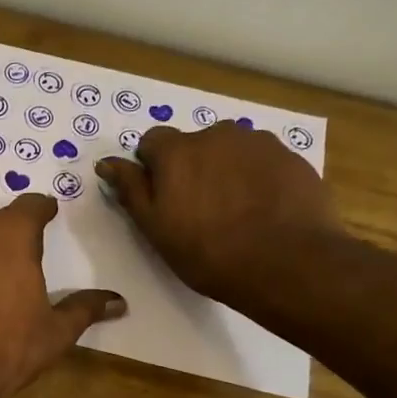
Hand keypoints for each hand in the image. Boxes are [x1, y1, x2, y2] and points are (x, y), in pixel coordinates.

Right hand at [96, 124, 339, 309]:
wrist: (285, 262)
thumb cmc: (207, 252)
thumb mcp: (156, 228)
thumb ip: (131, 189)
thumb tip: (106, 163)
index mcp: (177, 151)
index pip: (152, 142)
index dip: (152, 168)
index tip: (161, 198)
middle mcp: (216, 134)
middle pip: (194, 144)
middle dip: (191, 168)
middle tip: (198, 210)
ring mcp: (258, 142)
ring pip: (230, 151)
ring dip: (224, 171)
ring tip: (233, 212)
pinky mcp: (290, 157)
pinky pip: (261, 162)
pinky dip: (255, 179)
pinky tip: (261, 211)